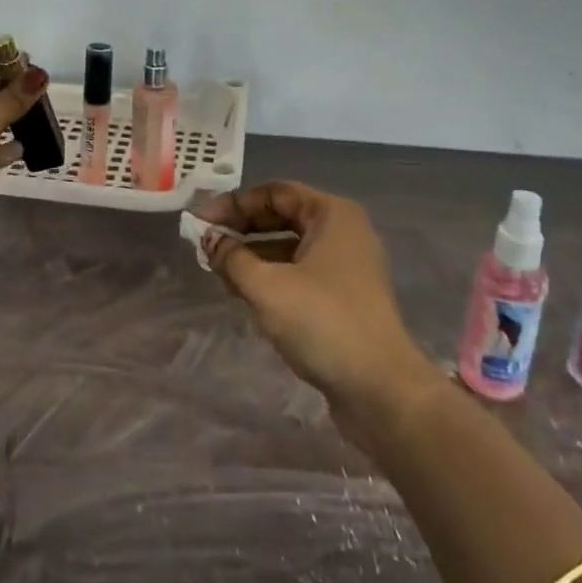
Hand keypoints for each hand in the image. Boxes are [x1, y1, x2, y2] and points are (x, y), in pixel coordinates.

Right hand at [198, 181, 442, 428]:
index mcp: (332, 214)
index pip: (275, 193)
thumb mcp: (267, 286)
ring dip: (254, 254)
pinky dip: (272, 276)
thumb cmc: (322, 322)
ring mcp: (347, 266)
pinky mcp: (345, 297)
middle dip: (242, 229)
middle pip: (283, 217)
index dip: (234, 203)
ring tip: (217, 269)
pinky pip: (301, 272)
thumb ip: (231, 257)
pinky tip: (244, 292)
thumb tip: (208, 238)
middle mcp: (343, 232)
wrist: (380, 390)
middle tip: (205, 243)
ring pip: (291, 247)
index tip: (201, 221)